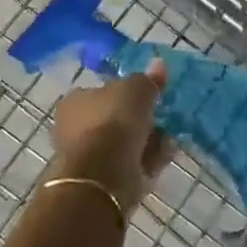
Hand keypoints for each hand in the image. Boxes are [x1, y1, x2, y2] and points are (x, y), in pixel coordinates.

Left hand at [48, 60, 172, 214]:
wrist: (105, 174)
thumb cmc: (113, 120)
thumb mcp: (136, 88)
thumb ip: (148, 79)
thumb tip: (158, 65)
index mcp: (74, 102)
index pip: (101, 91)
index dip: (126, 91)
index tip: (149, 93)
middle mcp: (76, 128)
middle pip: (115, 118)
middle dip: (141, 118)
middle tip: (164, 114)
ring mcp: (89, 157)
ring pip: (126, 143)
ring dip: (149, 138)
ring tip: (172, 134)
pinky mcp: (104, 180)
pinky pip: (133, 163)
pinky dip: (150, 158)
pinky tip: (168, 151)